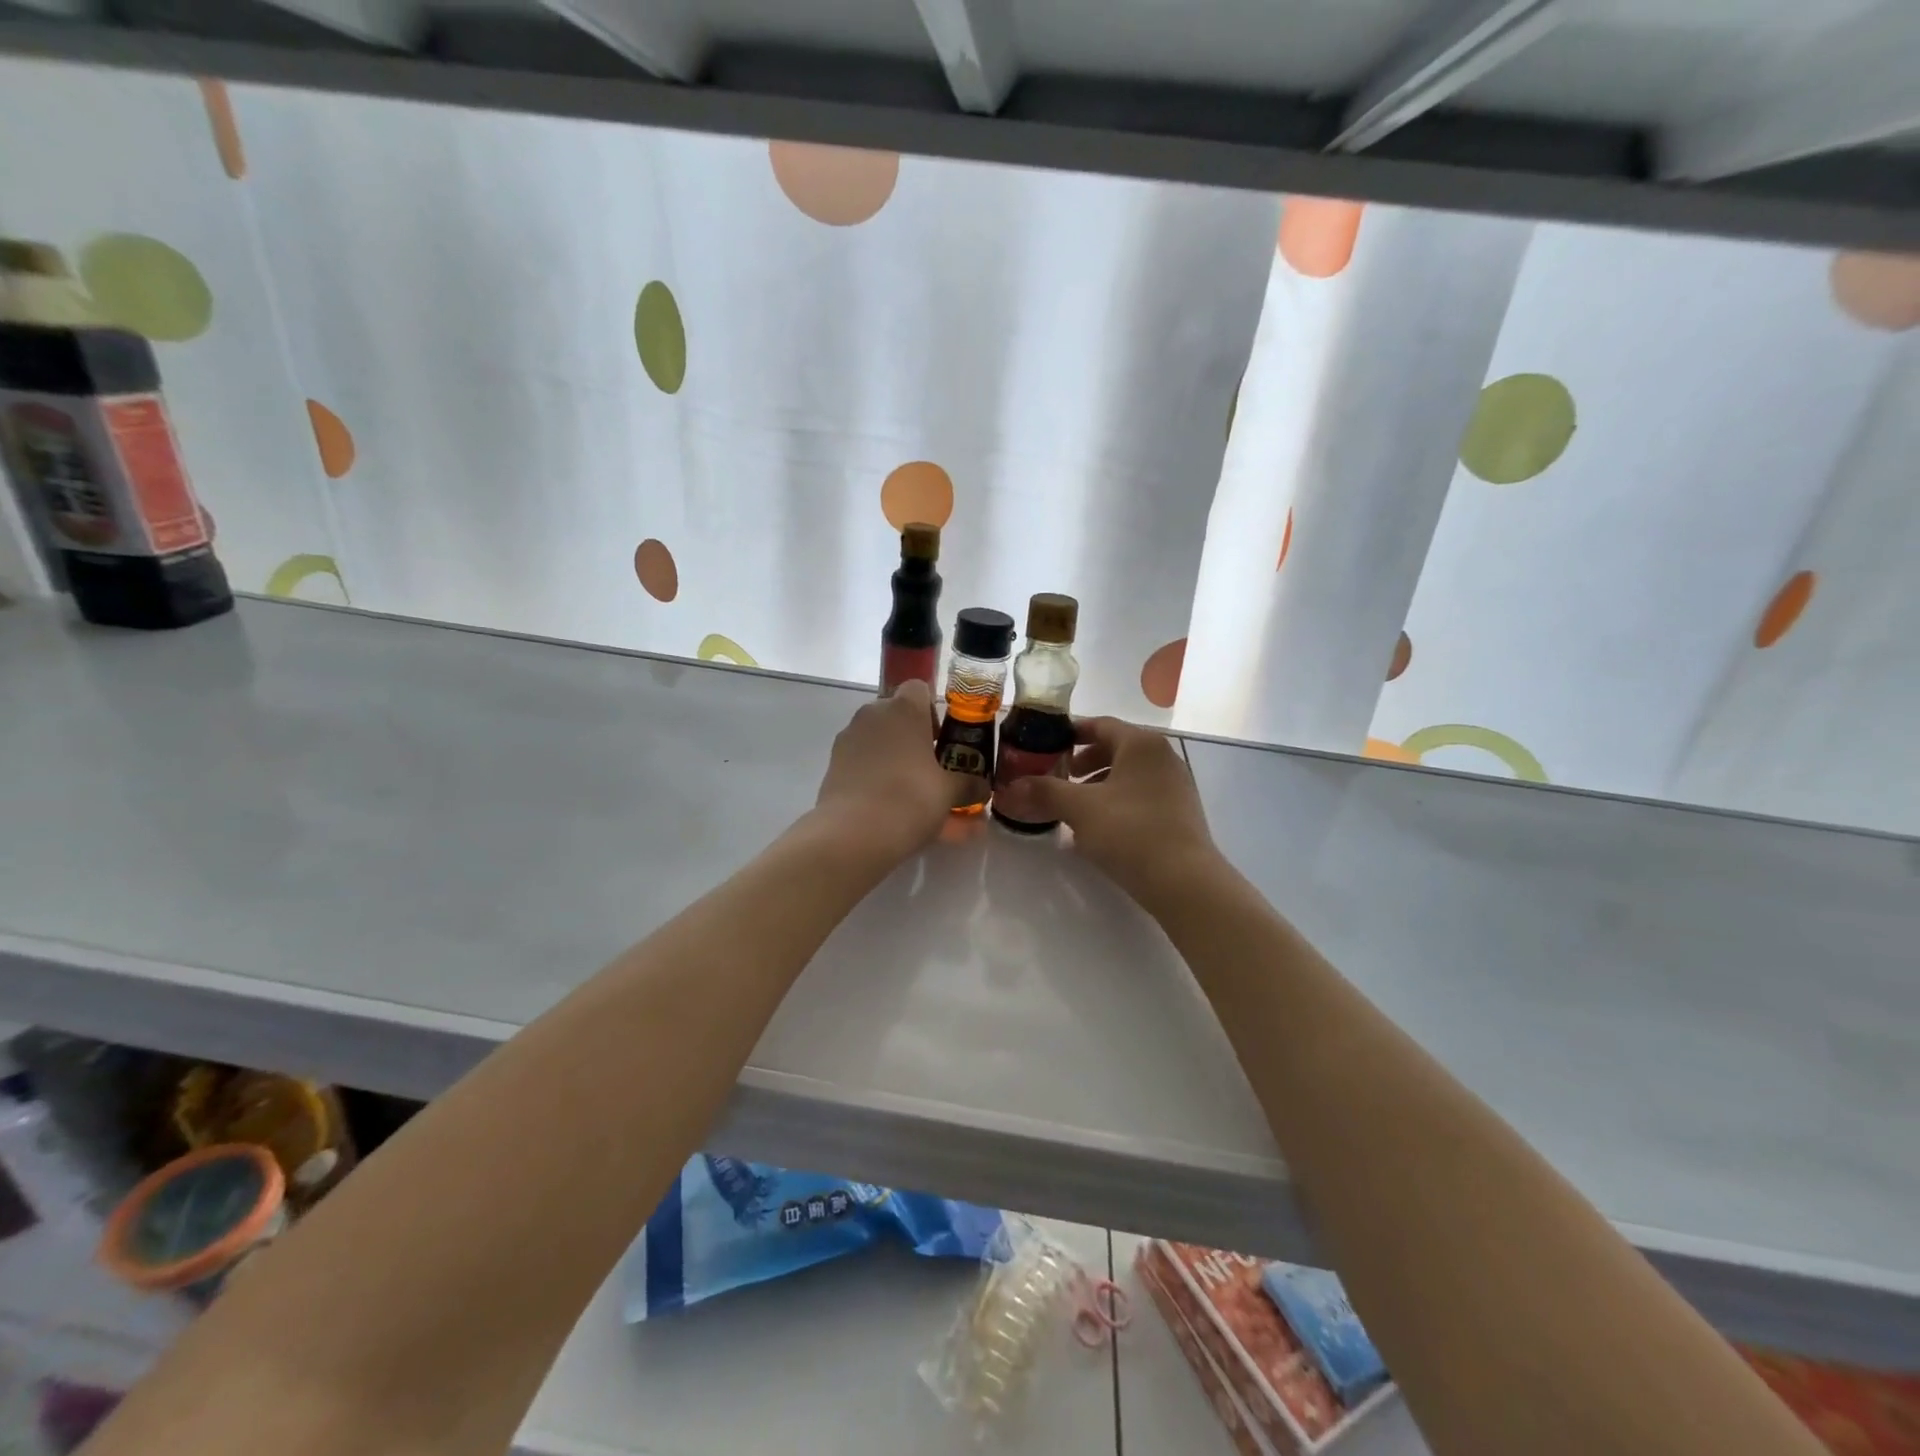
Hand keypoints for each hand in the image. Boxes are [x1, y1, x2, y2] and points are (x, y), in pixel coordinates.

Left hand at [813, 681, 982, 863]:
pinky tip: (889, 808)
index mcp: (904, 709)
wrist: (853, 833)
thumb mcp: (949, 793)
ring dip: (894, 758)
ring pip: (877, 741)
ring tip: (911, 794)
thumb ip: (969, 786)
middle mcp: (872, 715)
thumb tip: (984, 788)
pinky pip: (862, 764)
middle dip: (913, 737)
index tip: (941, 740)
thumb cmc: (910, 798)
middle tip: (930, 768)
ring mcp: (848, 739)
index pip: (919, 689)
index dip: (932, 711)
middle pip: (896, 715)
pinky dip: (875, 778)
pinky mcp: (833, 765)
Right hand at [991, 717, 1219, 905]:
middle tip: (1058, 777)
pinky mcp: (1180, 813)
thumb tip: (1007, 789)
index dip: (1070, 732)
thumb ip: (1044, 792)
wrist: (1184, 880)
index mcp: (1141, 744)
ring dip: (1099, 785)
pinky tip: (1100, 829)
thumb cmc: (1130, 831)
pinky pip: (1141, 796)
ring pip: (1128, 775)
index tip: (1046, 746)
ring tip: (1075, 807)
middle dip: (1083, 762)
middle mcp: (1162, 756)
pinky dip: (1117, 803)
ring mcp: (1176, 785)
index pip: (1100, 724)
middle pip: (1115, 748)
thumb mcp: (1080, 809)